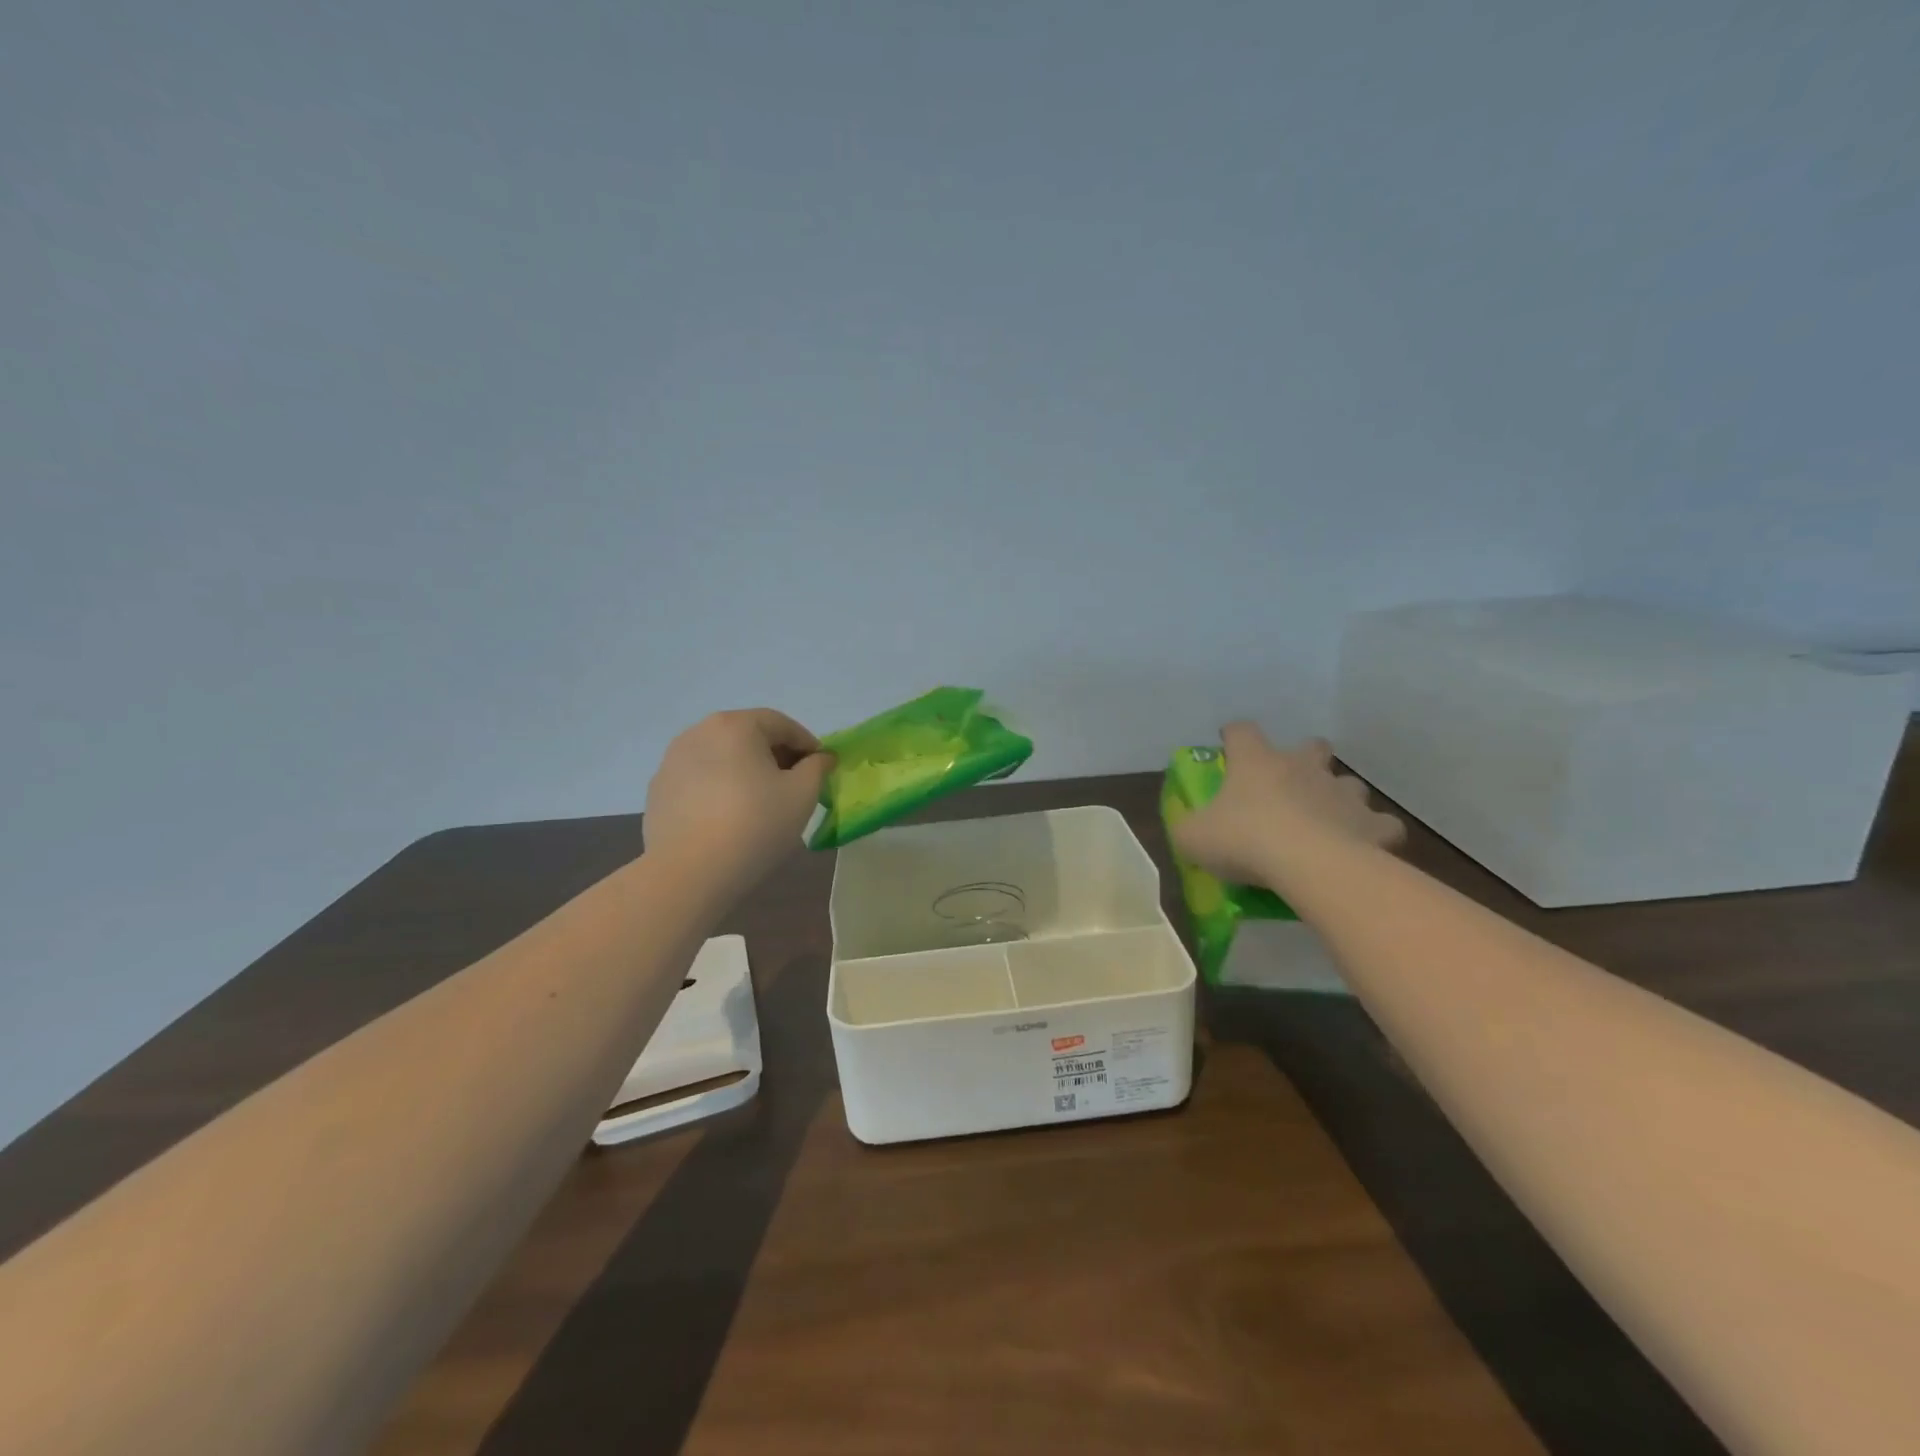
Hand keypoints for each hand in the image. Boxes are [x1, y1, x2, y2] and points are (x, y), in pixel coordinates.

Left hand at [644, 709, 834, 894]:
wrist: (689, 872)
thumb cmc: (755, 824)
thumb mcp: (802, 795)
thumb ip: (817, 768)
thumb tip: (820, 758)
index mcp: (736, 725)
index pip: (781, 724)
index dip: (807, 744)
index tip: (821, 768)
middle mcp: (699, 732)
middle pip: (748, 736)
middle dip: (775, 756)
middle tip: (794, 785)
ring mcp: (672, 761)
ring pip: (722, 757)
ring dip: (745, 771)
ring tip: (761, 803)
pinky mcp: (658, 790)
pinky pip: (699, 780)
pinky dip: (719, 789)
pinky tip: (728, 818)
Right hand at [1172, 723, 1403, 886]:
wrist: (1308, 865)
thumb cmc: (1244, 841)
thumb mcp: (1193, 837)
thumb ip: (1188, 826)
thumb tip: (1190, 827)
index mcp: (1257, 763)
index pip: (1242, 731)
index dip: (1234, 736)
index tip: (1228, 746)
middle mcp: (1303, 767)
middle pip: (1312, 746)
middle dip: (1306, 758)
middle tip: (1291, 785)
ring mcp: (1342, 793)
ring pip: (1349, 783)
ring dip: (1339, 797)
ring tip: (1328, 822)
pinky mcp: (1373, 824)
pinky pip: (1381, 825)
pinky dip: (1373, 833)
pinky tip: (1362, 847)